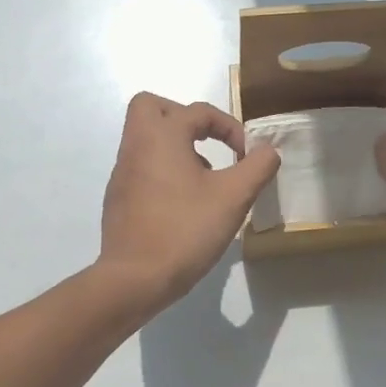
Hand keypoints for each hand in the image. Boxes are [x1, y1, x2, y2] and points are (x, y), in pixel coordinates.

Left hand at [99, 93, 280, 309]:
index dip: (229, 126)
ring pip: (145, 139)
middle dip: (183, 117)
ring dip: (175, 146)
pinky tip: (183, 204)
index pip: (198, 111)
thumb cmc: (185, 230)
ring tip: (203, 179)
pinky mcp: (118, 199)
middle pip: (151, 107)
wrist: (135, 279)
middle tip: (207, 142)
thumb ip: (257, 167)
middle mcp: (136, 146)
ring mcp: (122, 173)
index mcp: (161, 136)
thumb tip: (267, 150)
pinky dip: (162, 171)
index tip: (247, 154)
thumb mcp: (234, 197)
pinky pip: (140, 167)